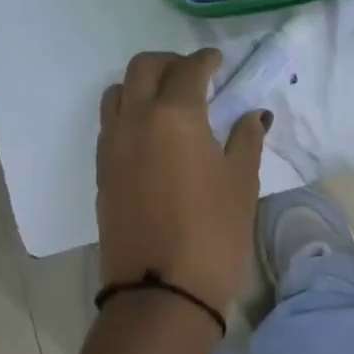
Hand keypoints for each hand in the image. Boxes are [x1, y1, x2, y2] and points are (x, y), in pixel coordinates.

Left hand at [96, 49, 269, 317]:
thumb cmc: (213, 233)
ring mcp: (112, 145)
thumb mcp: (241, 182)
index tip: (218, 61)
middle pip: (143, 68)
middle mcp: (136, 119)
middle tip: (193, 74)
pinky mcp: (102, 171)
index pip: (189, 69)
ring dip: (141, 84)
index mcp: (175, 114)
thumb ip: (246, 139)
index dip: (206, 60)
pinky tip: (151, 134)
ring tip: (167, 101)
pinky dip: (128, 112)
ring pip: (117, 92)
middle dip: (169, 62)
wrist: (161, 293)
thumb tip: (252, 115)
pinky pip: (110, 123)